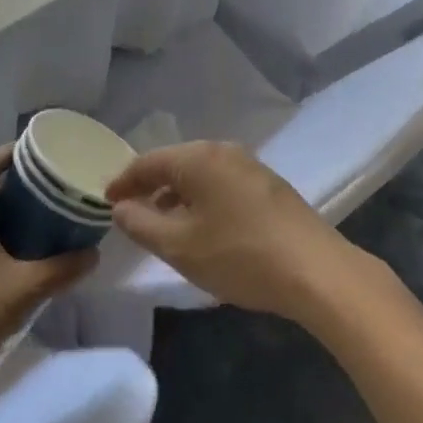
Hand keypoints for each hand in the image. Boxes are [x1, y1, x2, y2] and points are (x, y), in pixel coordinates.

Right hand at [105, 141, 352, 320]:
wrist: (316, 271)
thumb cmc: (239, 255)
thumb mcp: (179, 246)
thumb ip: (141, 224)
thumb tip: (121, 207)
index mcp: (199, 158)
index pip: (148, 162)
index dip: (123, 181)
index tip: (106, 202)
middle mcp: (225, 152)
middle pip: (176, 164)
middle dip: (151, 187)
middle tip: (130, 213)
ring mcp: (252, 167)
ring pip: (201, 176)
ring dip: (177, 196)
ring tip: (163, 225)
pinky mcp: (270, 187)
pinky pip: (223, 185)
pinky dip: (203, 201)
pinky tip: (203, 228)